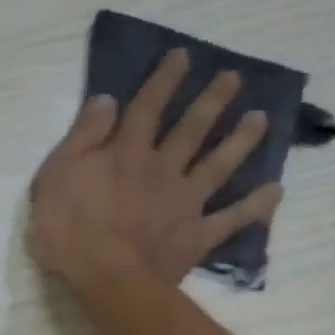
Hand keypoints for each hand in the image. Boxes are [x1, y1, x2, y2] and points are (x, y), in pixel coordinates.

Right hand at [27, 48, 282, 288]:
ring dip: (241, 141)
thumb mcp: (57, 174)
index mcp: (126, 152)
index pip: (147, 107)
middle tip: (234, 78)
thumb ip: (84, 136)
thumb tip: (107, 99)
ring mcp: (184, 202)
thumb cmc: (69, 227)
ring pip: (218, 165)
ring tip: (261, 118)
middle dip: (212, 101)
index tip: (183, 56)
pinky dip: (255, 206)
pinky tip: (276, 191)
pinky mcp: (196, 236)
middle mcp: (162, 168)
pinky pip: (232, 219)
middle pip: (191, 129)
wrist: (106, 278)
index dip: (164, 80)